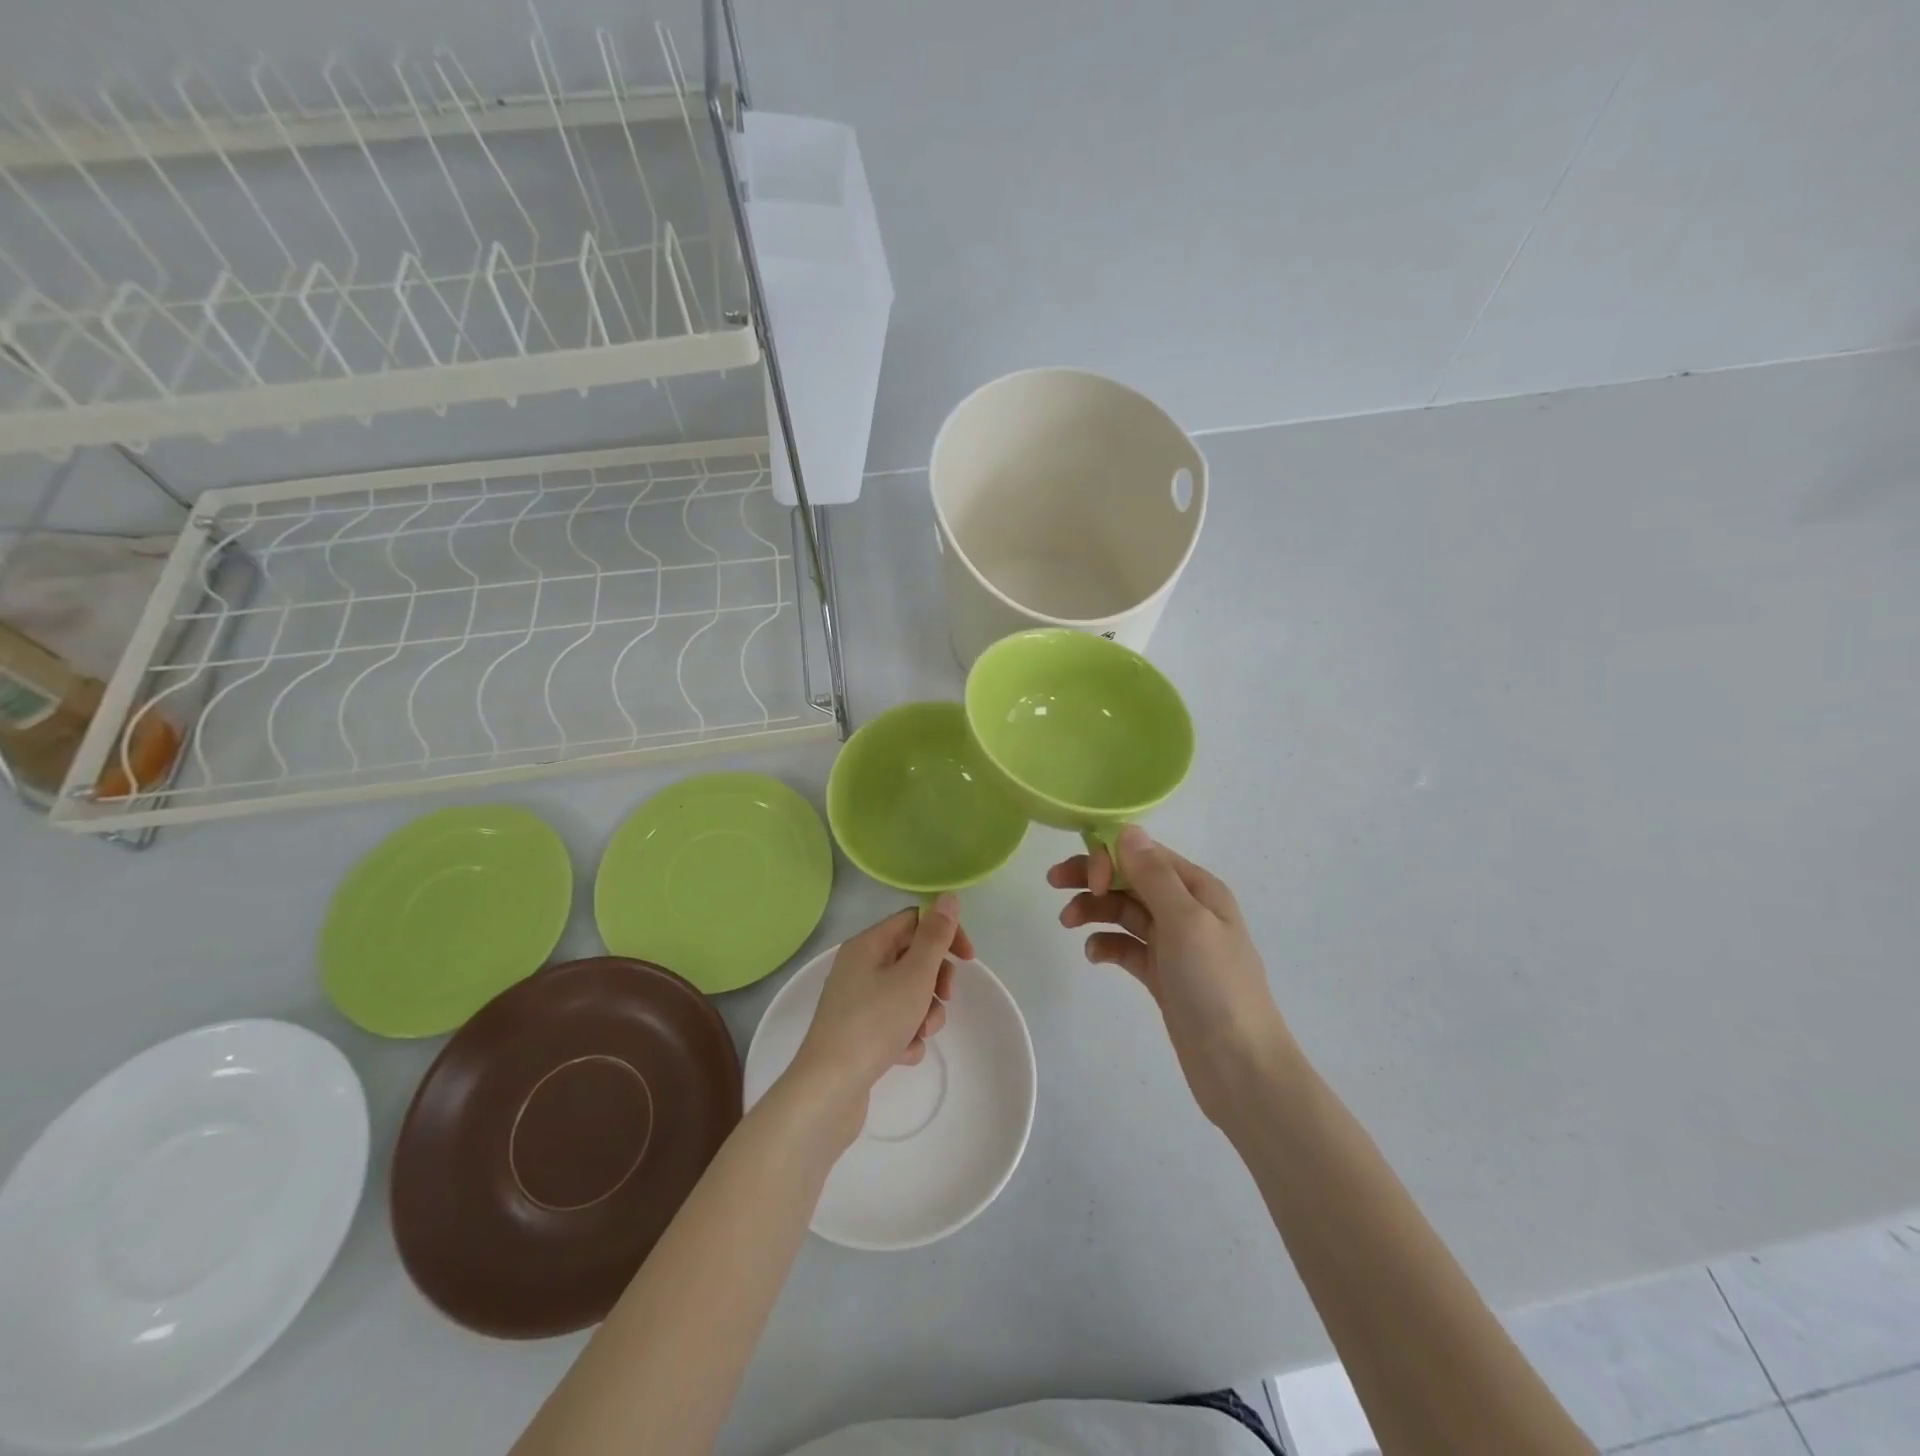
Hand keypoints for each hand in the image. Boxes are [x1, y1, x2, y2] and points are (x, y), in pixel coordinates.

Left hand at [786, 897, 969, 1136]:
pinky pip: (894, 1023)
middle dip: (935, 980)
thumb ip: (935, 936)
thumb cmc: (874, 1023)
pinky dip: (906, 1036)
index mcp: (867, 945)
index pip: (915, 921)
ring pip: (907, 994)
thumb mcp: (914, 975)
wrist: (829, 1089)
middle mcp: (859, 967)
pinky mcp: (858, 1034)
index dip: (944, 935)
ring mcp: (856, 1002)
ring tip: (919, 1034)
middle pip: (912, 958)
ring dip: (924, 1013)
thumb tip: (948, 897)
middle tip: (944, 999)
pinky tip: (903, 1054)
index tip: (968, 960)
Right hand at [1051, 827, 1295, 1127]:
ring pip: (1124, 912)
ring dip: (1095, 910)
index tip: (1087, 880)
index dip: (1110, 857)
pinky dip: (1107, 944)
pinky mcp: (1162, 975)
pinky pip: (1127, 947)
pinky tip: (1094, 955)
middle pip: (1131, 880)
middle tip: (1054, 883)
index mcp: (1198, 889)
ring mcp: (1174, 944)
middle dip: (1094, 878)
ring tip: (1067, 923)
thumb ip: (1153, 876)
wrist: (1239, 1066)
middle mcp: (1186, 910)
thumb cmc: (1214, 986)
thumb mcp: (1185, 922)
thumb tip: (1127, 831)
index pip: (1145, 855)